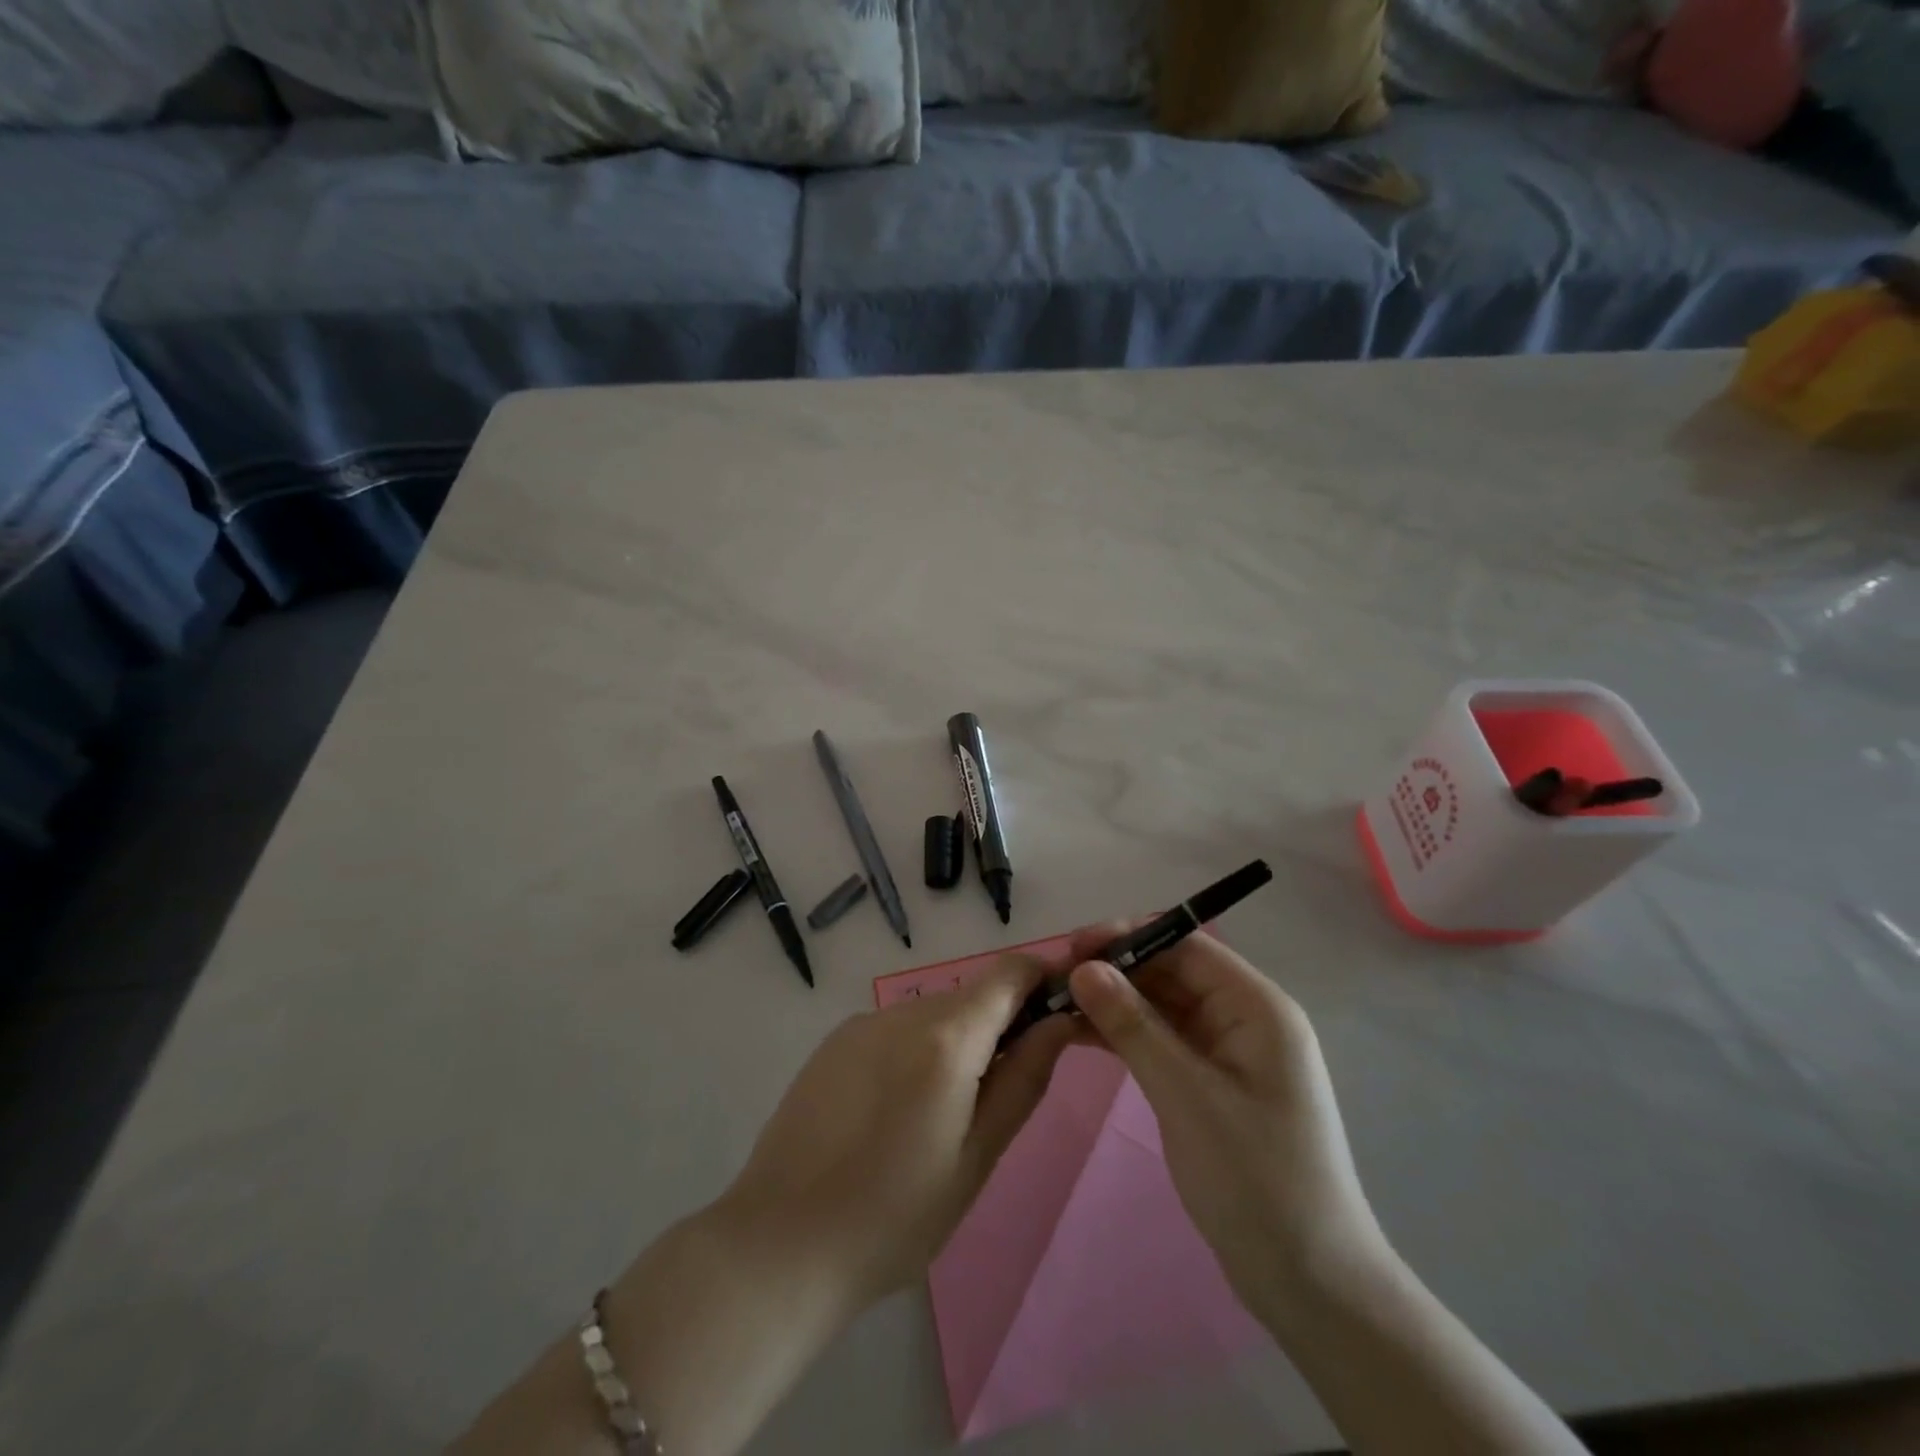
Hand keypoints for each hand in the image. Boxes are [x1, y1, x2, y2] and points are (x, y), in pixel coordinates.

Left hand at [719, 950, 1078, 1309]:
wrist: (780, 1243)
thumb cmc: (895, 1217)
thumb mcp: (977, 1157)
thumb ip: (1025, 1079)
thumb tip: (1060, 1022)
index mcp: (946, 1038)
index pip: (1009, 972)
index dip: (1042, 979)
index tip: (1060, 1012)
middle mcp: (903, 1012)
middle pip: (971, 995)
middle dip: (999, 1024)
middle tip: (1002, 1091)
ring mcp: (862, 1023)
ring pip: (932, 1013)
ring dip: (956, 1041)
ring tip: (942, 1114)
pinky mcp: (833, 1041)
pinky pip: (895, 1029)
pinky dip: (916, 1050)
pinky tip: (896, 1112)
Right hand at [1059, 925, 1384, 1320]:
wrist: (1310, 1284)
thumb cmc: (1256, 1180)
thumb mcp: (1187, 1096)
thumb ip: (1133, 1026)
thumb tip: (1083, 968)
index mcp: (1257, 1008)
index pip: (1187, 947)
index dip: (1129, 938)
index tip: (1072, 948)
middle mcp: (1245, 1018)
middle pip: (1172, 973)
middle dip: (1116, 970)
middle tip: (1055, 978)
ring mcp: (1228, 1052)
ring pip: (1163, 1006)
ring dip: (1115, 1002)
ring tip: (1058, 1004)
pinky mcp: (1211, 1082)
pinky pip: (1163, 1040)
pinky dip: (1125, 1035)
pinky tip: (1082, 1035)